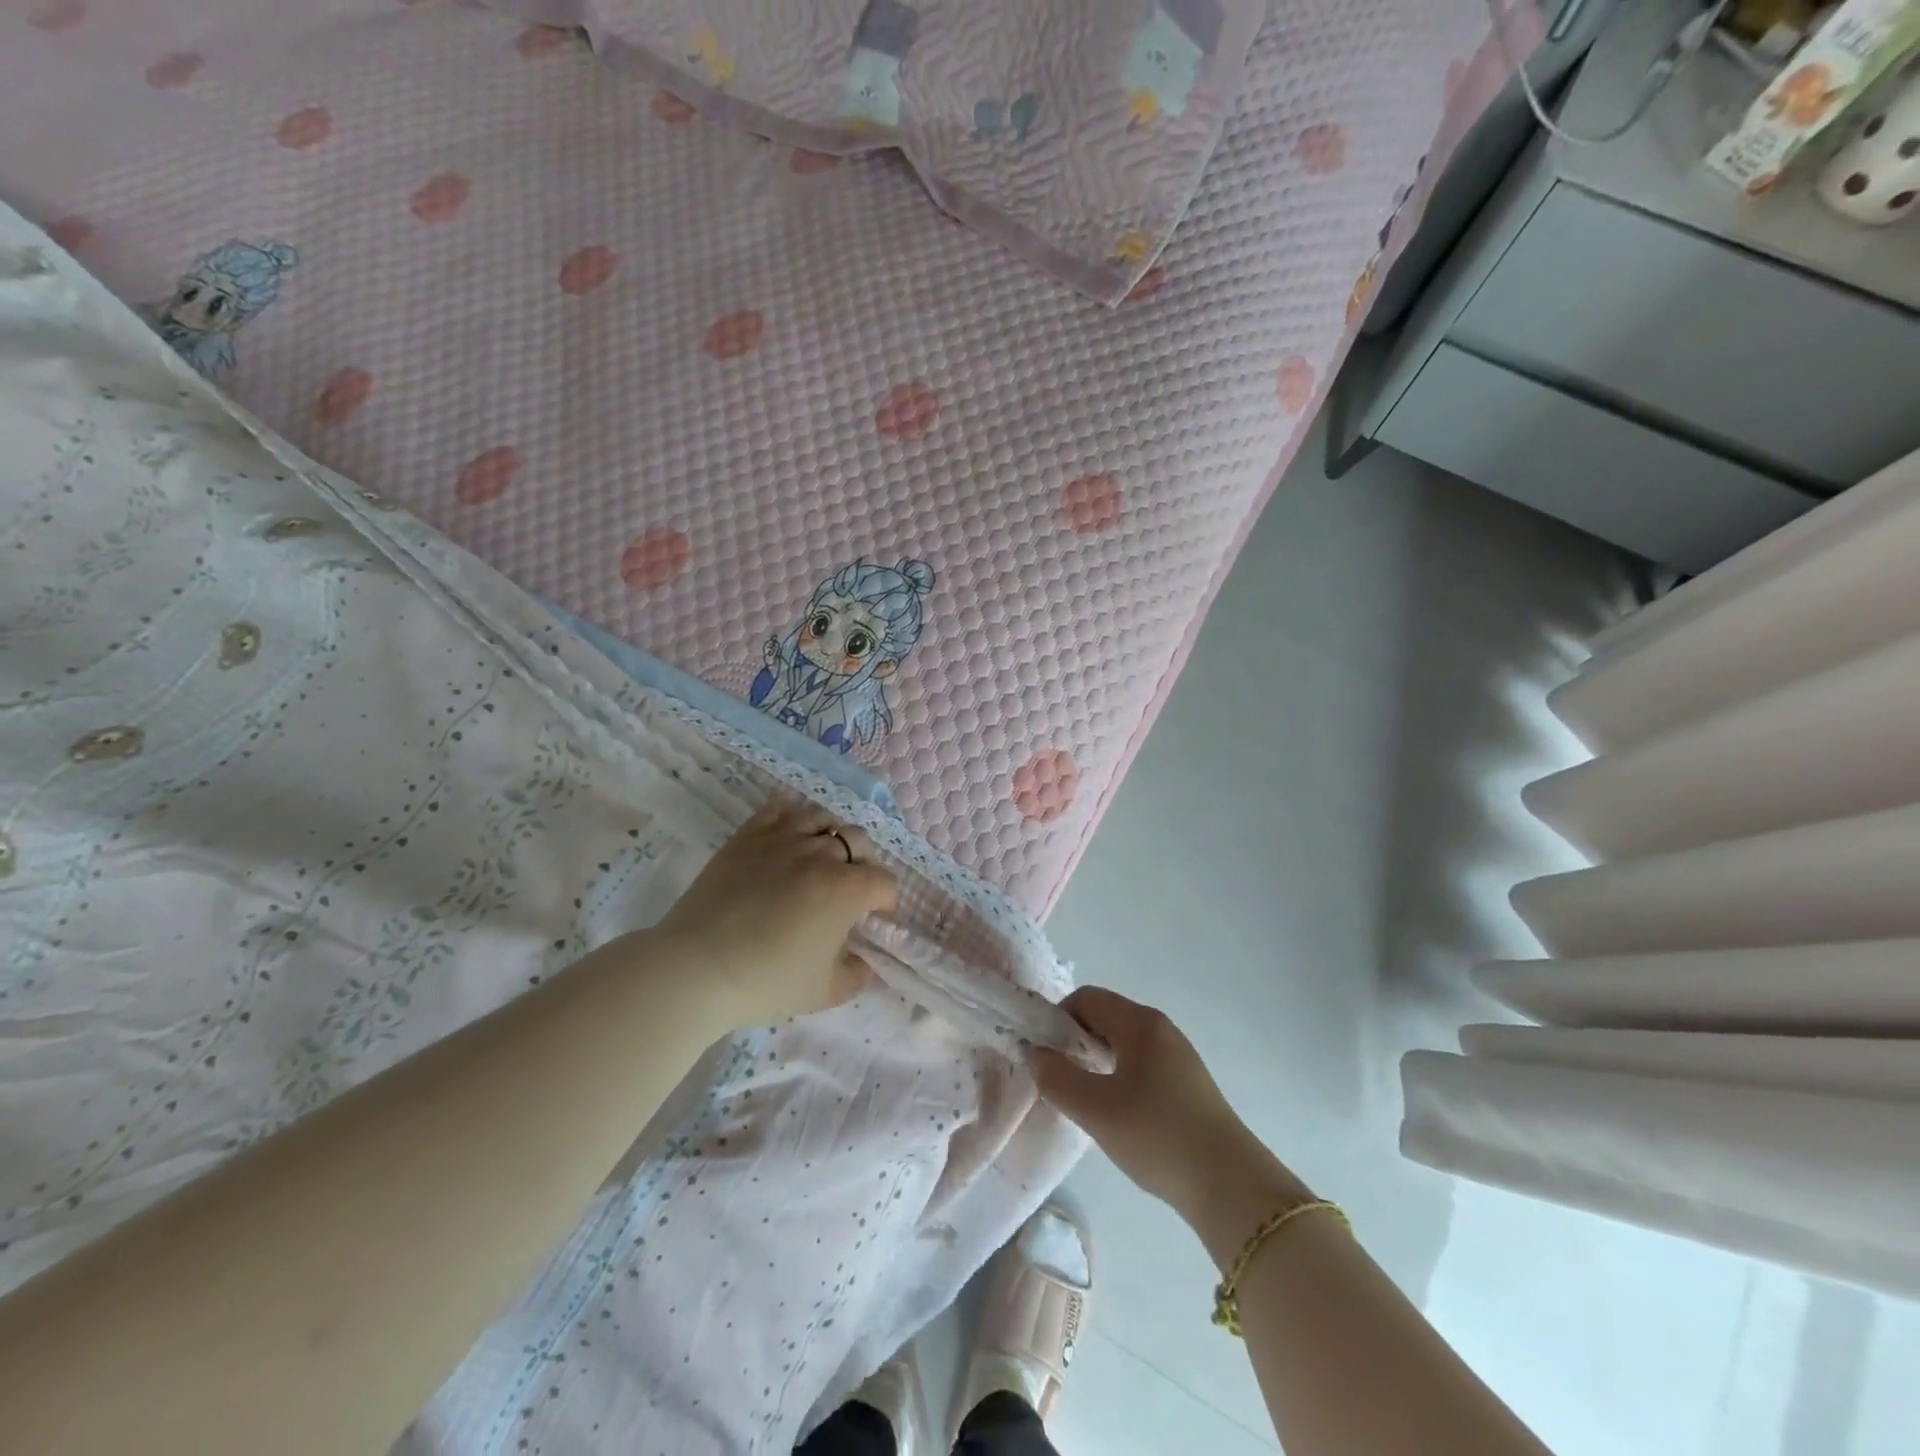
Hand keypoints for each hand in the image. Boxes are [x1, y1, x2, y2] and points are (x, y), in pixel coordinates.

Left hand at [653, 792, 896, 1027]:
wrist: (697, 967)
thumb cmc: (766, 981)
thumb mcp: (826, 992)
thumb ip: (857, 974)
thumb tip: (863, 960)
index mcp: (847, 888)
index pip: (884, 881)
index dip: (884, 901)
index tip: (872, 917)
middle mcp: (821, 854)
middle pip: (859, 842)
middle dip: (861, 864)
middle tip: (846, 889)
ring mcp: (783, 838)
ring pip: (822, 818)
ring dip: (829, 837)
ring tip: (818, 857)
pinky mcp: (749, 834)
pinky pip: (779, 808)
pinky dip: (790, 815)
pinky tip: (788, 832)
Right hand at [1032, 987, 1295, 1223]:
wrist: (1230, 1185)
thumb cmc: (1157, 1136)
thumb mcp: (1096, 1110)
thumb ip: (1057, 1078)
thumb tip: (1036, 1054)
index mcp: (1139, 1022)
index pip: (1086, 998)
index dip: (1058, 1019)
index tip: (1045, 1055)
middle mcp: (1160, 1028)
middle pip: (1105, 1016)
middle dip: (1075, 1040)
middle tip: (1059, 1078)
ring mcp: (1178, 1054)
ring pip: (1123, 1041)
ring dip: (1097, 1059)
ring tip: (1085, 1097)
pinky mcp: (1187, 1082)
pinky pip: (1141, 1062)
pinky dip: (1119, 1074)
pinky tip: (1117, 1111)